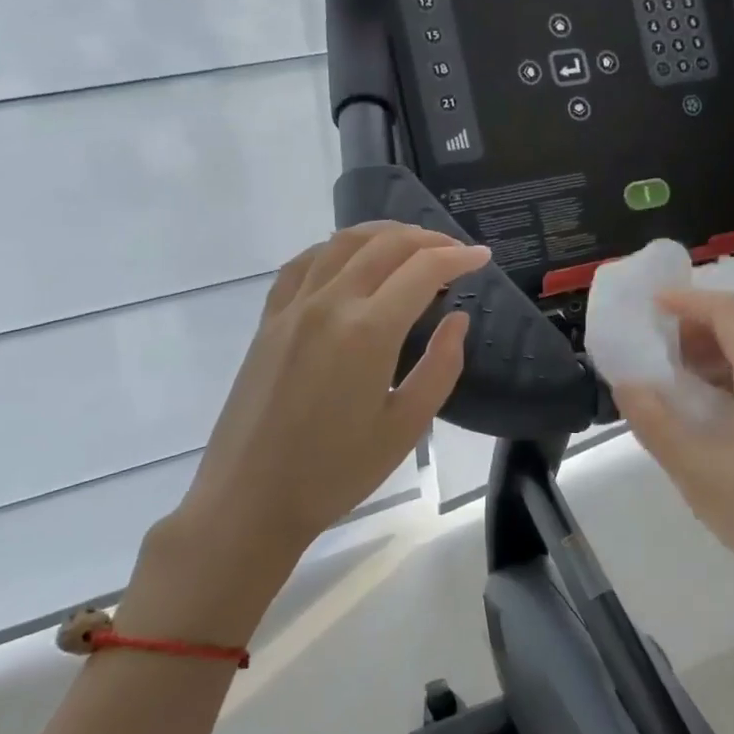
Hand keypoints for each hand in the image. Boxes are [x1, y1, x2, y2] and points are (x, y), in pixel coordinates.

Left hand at [123, 223, 488, 641]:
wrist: (250, 499)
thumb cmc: (336, 473)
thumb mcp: (406, 427)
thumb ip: (440, 366)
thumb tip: (457, 320)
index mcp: (368, 331)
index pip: (422, 270)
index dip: (458, 258)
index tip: (483, 259)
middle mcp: (329, 304)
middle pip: (384, 245)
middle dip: (427, 239)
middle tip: (455, 251)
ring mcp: (292, 308)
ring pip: (341, 244)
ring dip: (383, 234)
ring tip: (411, 243)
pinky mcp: (268, 320)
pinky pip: (304, 263)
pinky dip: (335, 248)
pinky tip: (349, 258)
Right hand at [613, 288, 733, 607]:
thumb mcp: (698, 474)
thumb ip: (656, 423)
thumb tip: (627, 383)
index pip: (730, 312)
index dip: (689, 301)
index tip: (653, 304)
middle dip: (707, 314)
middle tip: (666, 335)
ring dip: (730, 334)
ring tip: (688, 360)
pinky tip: (723, 387)